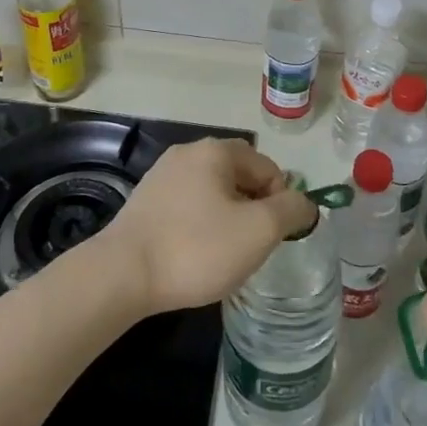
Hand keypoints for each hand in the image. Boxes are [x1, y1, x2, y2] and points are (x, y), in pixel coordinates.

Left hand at [96, 138, 315, 315]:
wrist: (122, 274)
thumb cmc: (197, 248)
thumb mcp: (258, 230)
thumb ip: (291, 210)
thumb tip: (305, 202)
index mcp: (216, 150)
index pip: (268, 168)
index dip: (280, 202)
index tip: (272, 237)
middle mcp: (188, 152)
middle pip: (240, 177)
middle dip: (253, 211)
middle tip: (250, 248)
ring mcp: (162, 175)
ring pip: (213, 193)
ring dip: (227, 220)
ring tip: (222, 256)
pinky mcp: (145, 201)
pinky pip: (188, 207)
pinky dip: (200, 227)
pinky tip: (193, 255)